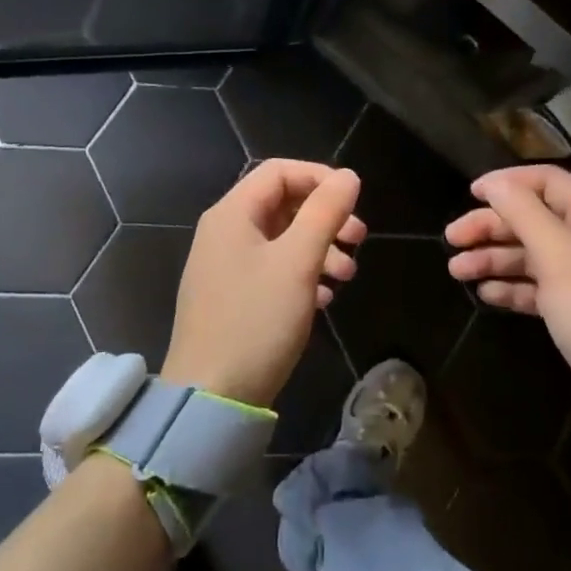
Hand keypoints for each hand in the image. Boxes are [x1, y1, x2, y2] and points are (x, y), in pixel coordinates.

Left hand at [162, 160, 365, 407]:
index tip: (354, 201)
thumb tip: (348, 176)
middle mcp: (224, 233)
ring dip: (319, 249)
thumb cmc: (256, 320)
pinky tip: (324, 298)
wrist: (210, 398)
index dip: (320, 178)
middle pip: (282, 205)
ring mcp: (225, 267)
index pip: (279, 172)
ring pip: (281, 240)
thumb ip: (324, 213)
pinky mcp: (231, 298)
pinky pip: (272, 270)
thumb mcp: (297, 262)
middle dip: (325, 218)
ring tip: (348, 276)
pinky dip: (302, 274)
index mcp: (232, 214)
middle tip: (360, 239)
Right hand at [446, 165, 570, 449]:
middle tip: (452, 239)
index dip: (507, 183)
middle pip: (533, 218)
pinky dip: (512, 286)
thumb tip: (496, 183)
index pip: (547, 181)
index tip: (469, 194)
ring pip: (531, 253)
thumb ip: (523, 214)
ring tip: (457, 271)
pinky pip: (538, 285)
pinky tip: (486, 293)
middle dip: (492, 226)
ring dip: (494, 258)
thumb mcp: (558, 257)